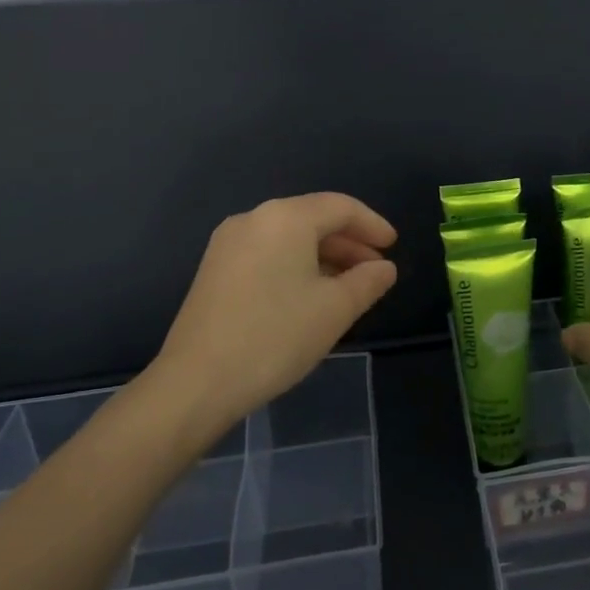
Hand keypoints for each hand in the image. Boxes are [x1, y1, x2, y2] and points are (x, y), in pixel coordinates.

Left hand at [147, 193, 397, 427]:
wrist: (196, 382)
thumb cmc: (275, 336)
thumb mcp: (335, 309)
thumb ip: (367, 282)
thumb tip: (384, 268)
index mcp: (285, 218)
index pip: (341, 207)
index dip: (373, 225)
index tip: (393, 247)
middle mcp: (254, 219)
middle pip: (313, 218)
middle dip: (349, 242)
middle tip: (376, 270)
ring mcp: (229, 243)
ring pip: (290, 237)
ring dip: (324, 255)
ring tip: (349, 286)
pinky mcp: (215, 269)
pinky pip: (268, 253)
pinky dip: (297, 264)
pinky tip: (311, 294)